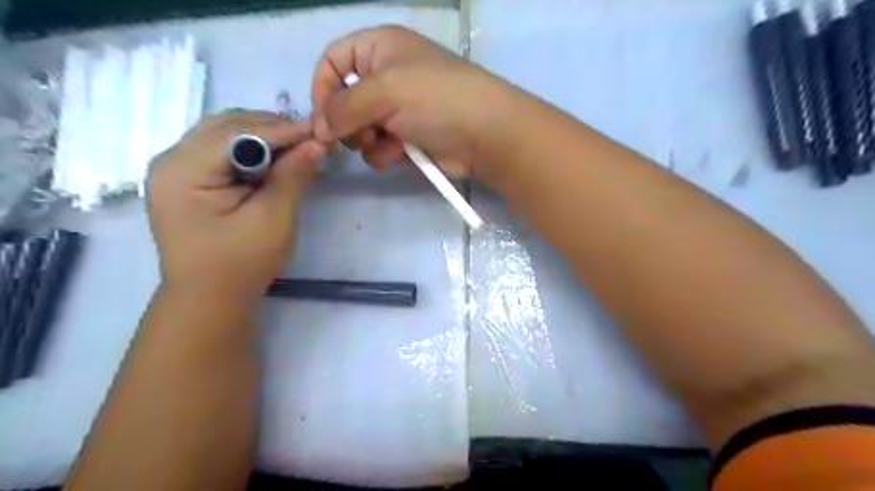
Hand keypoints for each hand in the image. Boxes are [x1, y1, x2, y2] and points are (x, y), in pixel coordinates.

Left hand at [148, 110, 325, 298]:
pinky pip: (222, 151)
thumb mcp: (273, 219)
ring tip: (297, 149)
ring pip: (224, 134)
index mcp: (184, 170)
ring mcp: (176, 169)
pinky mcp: (187, 180)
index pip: (238, 132)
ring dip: (263, 137)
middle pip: (227, 126)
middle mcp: (171, 160)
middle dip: (273, 129)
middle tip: (311, 140)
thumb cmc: (240, 264)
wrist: (209, 299)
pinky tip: (275, 161)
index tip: (320, 130)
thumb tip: (317, 144)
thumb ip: (293, 177)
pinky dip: (252, 150)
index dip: (283, 129)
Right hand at [311, 26, 521, 182]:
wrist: (484, 134)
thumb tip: (318, 128)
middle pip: (343, 100)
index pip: (333, 61)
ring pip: (359, 129)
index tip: (322, 119)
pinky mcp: (407, 139)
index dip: (322, 88)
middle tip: (358, 133)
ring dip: (366, 140)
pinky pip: (379, 148)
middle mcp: (386, 77)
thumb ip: (343, 107)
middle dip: (346, 121)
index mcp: (379, 48)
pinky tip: (400, 154)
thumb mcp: (385, 90)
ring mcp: (397, 111)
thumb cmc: (435, 99)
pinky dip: (384, 153)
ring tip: (386, 141)